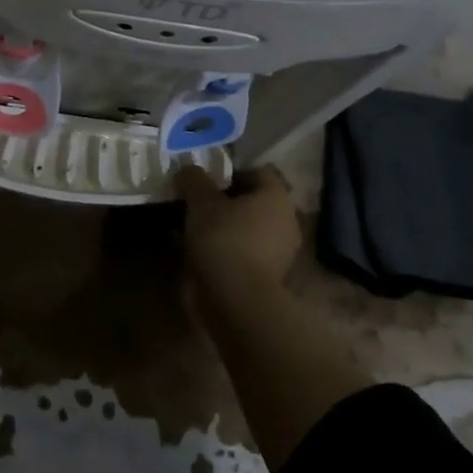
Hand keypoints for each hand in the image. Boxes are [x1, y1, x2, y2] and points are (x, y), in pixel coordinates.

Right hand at [176, 165, 300, 300]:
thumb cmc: (224, 240)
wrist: (237, 302)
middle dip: (225, 201)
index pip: (257, 171)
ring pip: (247, 228)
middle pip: (252, 201)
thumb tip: (188, 169)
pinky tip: (198, 252)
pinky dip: (224, 250)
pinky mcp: (268, 277)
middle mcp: (285, 221)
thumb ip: (194, 180)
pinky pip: (243, 252)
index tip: (205, 180)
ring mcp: (279, 252)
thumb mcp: (201, 202)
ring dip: (223, 227)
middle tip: (196, 202)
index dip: (230, 172)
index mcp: (276, 197)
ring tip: (192, 228)